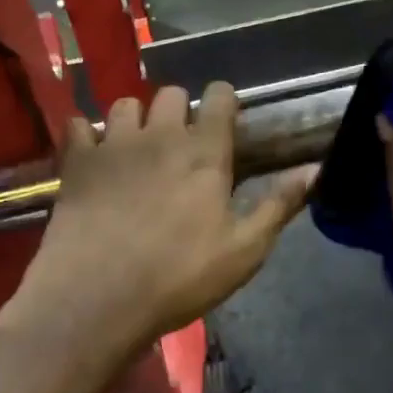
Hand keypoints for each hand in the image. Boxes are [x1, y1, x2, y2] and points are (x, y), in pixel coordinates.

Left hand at [11, 83, 314, 360]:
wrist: (96, 299)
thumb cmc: (179, 277)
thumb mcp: (244, 250)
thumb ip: (280, 204)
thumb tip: (317, 169)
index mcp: (204, 152)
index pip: (219, 96)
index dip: (224, 101)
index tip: (225, 120)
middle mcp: (160, 135)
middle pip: (170, 93)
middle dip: (179, 109)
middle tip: (180, 142)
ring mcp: (113, 144)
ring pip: (125, 105)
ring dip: (135, 119)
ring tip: (136, 148)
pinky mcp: (76, 162)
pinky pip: (77, 125)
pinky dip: (86, 135)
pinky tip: (92, 156)